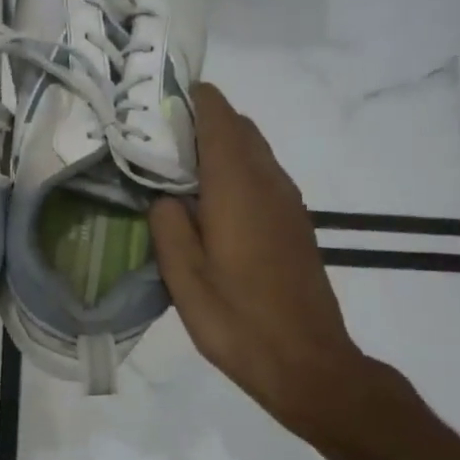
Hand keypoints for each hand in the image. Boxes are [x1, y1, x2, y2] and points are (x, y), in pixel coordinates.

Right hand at [149, 84, 379, 443]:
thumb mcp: (184, 278)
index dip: (188, 98)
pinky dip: (234, 170)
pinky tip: (207, 204)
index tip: (152, 101)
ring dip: (217, 146)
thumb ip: (168, 225)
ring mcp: (287, 201)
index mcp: (237, 187)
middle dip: (199, 120)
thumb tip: (164, 196)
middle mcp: (268, 182)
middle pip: (238, 126)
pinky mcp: (294, 222)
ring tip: (174, 169)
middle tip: (154, 139)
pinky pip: (261, 175)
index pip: (218, 115)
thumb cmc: (238, 321)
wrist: (307, 362)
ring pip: (252, 150)